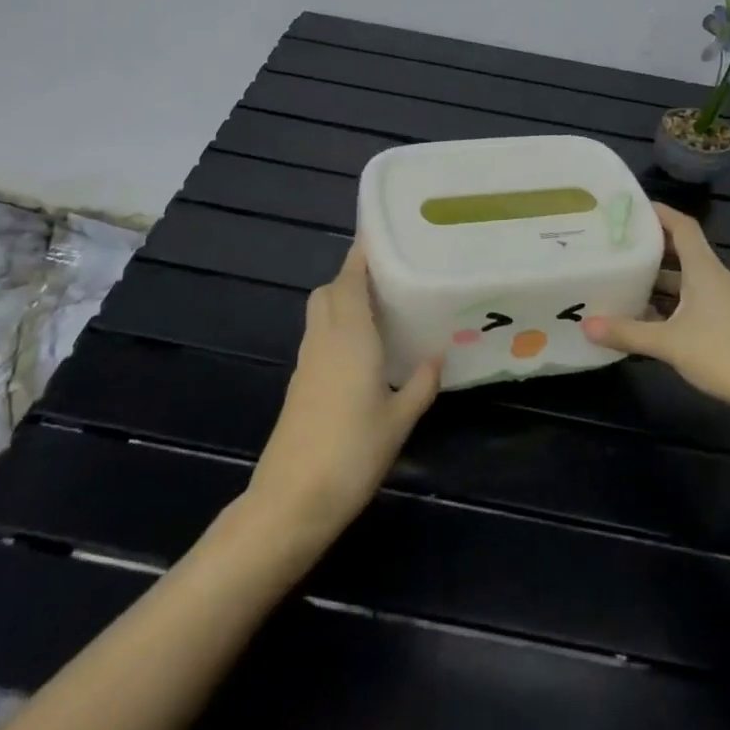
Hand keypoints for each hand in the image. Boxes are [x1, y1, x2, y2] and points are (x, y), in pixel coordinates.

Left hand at [247, 244, 440, 542]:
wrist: (292, 500)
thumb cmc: (352, 454)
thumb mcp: (399, 421)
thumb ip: (420, 384)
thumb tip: (437, 356)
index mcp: (349, 337)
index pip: (350, 279)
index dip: (362, 252)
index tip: (380, 230)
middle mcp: (324, 339)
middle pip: (330, 290)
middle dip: (353, 275)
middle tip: (391, 275)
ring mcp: (307, 361)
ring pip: (321, 312)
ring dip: (344, 299)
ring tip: (383, 306)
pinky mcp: (300, 383)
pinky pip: (320, 336)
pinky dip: (338, 326)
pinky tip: (364, 349)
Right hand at [582, 202, 729, 419]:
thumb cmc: (725, 355)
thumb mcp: (669, 343)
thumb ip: (627, 332)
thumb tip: (585, 325)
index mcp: (705, 270)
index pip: (682, 226)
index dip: (659, 213)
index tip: (629, 208)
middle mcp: (715, 279)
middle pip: (681, 251)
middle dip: (650, 247)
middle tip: (614, 245)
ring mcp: (724, 302)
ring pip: (685, 280)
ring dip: (657, 279)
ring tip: (622, 280)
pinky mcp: (727, 323)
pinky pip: (692, 301)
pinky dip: (669, 303)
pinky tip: (647, 318)